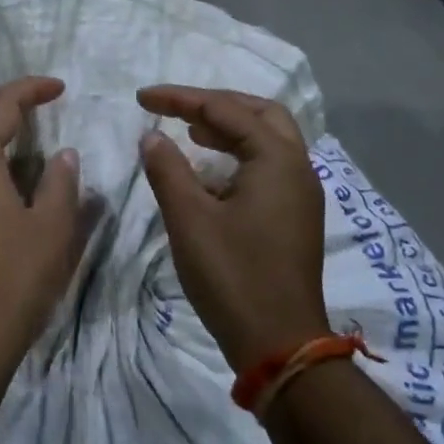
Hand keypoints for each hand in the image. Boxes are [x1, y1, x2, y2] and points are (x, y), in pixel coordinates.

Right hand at [137, 86, 327, 371]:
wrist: (280, 345)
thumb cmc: (233, 277)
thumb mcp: (190, 220)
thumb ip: (168, 170)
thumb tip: (152, 137)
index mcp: (277, 159)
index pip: (226, 110)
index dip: (180, 99)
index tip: (142, 98)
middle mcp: (298, 168)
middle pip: (260, 113)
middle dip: (216, 105)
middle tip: (177, 109)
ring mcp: (301, 194)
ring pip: (268, 140)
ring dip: (230, 129)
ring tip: (190, 133)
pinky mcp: (295, 217)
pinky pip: (268, 167)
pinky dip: (238, 156)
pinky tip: (210, 173)